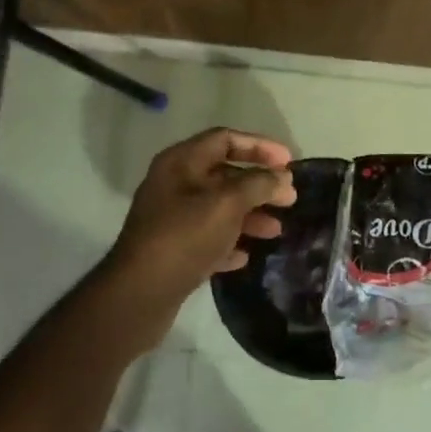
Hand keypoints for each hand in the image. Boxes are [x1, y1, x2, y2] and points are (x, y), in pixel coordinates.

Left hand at [104, 128, 296, 314]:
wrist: (140, 292)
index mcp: (180, 162)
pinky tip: (245, 256)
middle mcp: (173, 184)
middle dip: (259, 185)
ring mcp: (170, 218)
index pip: (225, 139)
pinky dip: (229, 242)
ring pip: (218, 208)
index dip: (260, 146)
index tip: (289, 163)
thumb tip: (282, 177)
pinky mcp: (172, 249)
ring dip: (249, 216)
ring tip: (275, 231)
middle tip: (289, 200)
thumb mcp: (227, 204)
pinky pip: (207, 238)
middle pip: (224, 174)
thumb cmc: (185, 237)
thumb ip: (259, 185)